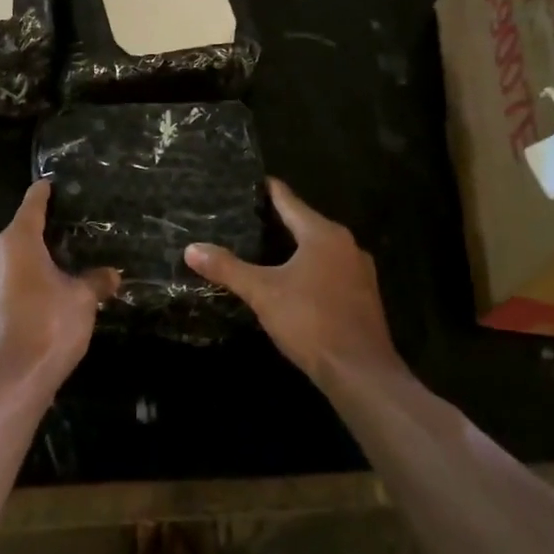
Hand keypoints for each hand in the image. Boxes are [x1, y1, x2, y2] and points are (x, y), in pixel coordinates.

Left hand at [0, 182, 119, 399]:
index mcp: (15, 242)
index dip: (44, 193)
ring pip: (14, 262)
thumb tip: (111, 274)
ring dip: (36, 261)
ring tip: (66, 264)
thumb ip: (96, 282)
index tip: (53, 183)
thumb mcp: (82, 300)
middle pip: (20, 232)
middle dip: (45, 230)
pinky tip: (50, 297)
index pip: (32, 205)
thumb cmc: (47, 327)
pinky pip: (11, 285)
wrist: (8, 384)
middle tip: (74, 228)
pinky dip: (29, 283)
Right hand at [184, 179, 400, 386]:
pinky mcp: (363, 296)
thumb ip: (227, 268)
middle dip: (278, 220)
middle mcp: (346, 245)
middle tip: (245, 217)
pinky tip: (292, 281)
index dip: (268, 190)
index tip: (248, 182)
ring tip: (264, 248)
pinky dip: (310, 269)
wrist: (359, 371)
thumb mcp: (262, 292)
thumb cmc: (310, 320)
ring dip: (296, 247)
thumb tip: (191, 248)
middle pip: (306, 223)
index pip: (289, 201)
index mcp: (323, 234)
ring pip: (320, 249)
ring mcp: (359, 272)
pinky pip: (331, 270)